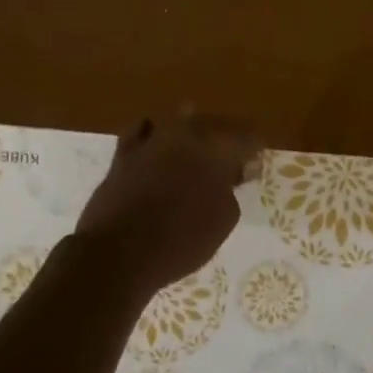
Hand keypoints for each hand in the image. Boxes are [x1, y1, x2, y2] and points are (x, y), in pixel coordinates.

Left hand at [75, 110, 261, 296]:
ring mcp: (152, 140)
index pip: (247, 138)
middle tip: (226, 165)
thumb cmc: (181, 241)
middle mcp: (185, 135)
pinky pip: (141, 131)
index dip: (253, 153)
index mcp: (216, 150)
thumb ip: (231, 191)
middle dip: (224, 140)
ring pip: (177, 119)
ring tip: (192, 153)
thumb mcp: (223, 221)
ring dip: (190, 132)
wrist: (119, 253)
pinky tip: (156, 149)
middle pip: (214, 124)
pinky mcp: (124, 153)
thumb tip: (229, 177)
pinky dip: (153, 135)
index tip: (251, 171)